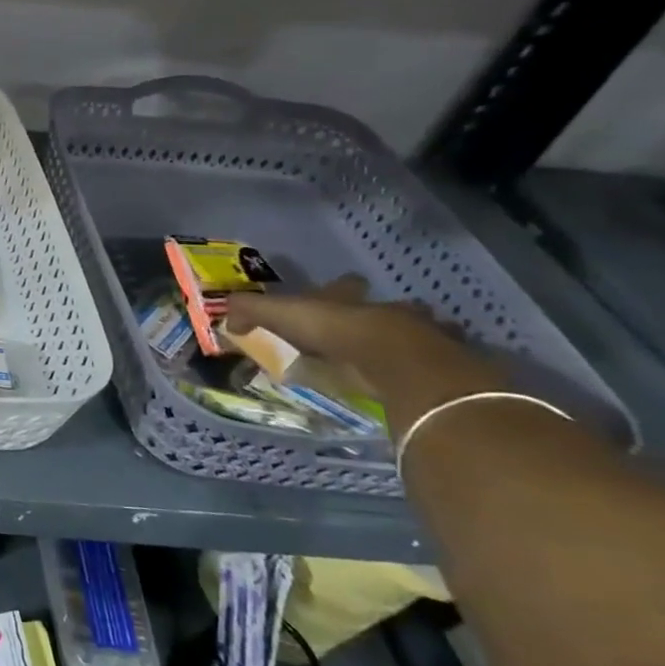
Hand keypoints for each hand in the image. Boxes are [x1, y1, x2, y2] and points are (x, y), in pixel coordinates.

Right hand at [221, 277, 508, 437]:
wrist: (394, 360)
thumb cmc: (335, 331)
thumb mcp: (280, 314)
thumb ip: (251, 311)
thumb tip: (227, 318)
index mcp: (348, 299)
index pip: (341, 286)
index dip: (336, 289)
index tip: (335, 292)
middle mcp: (384, 310)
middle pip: (384, 306)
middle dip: (380, 312)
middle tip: (368, 326)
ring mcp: (418, 336)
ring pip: (416, 331)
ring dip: (408, 338)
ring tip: (393, 355)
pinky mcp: (436, 365)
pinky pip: (431, 364)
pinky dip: (424, 370)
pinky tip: (414, 379)